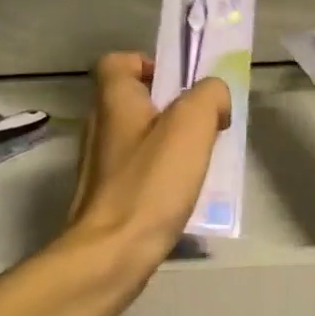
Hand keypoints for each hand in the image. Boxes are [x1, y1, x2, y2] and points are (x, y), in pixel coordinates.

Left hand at [66, 52, 229, 271]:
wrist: (111, 254)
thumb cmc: (150, 184)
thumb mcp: (191, 125)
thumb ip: (209, 96)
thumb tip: (215, 97)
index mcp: (114, 101)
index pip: (119, 61)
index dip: (150, 63)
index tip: (182, 85)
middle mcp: (100, 127)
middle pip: (135, 100)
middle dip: (173, 107)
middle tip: (204, 126)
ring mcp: (100, 165)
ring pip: (140, 137)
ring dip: (171, 143)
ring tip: (201, 162)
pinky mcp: (107, 196)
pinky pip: (139, 170)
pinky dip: (161, 174)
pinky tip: (183, 193)